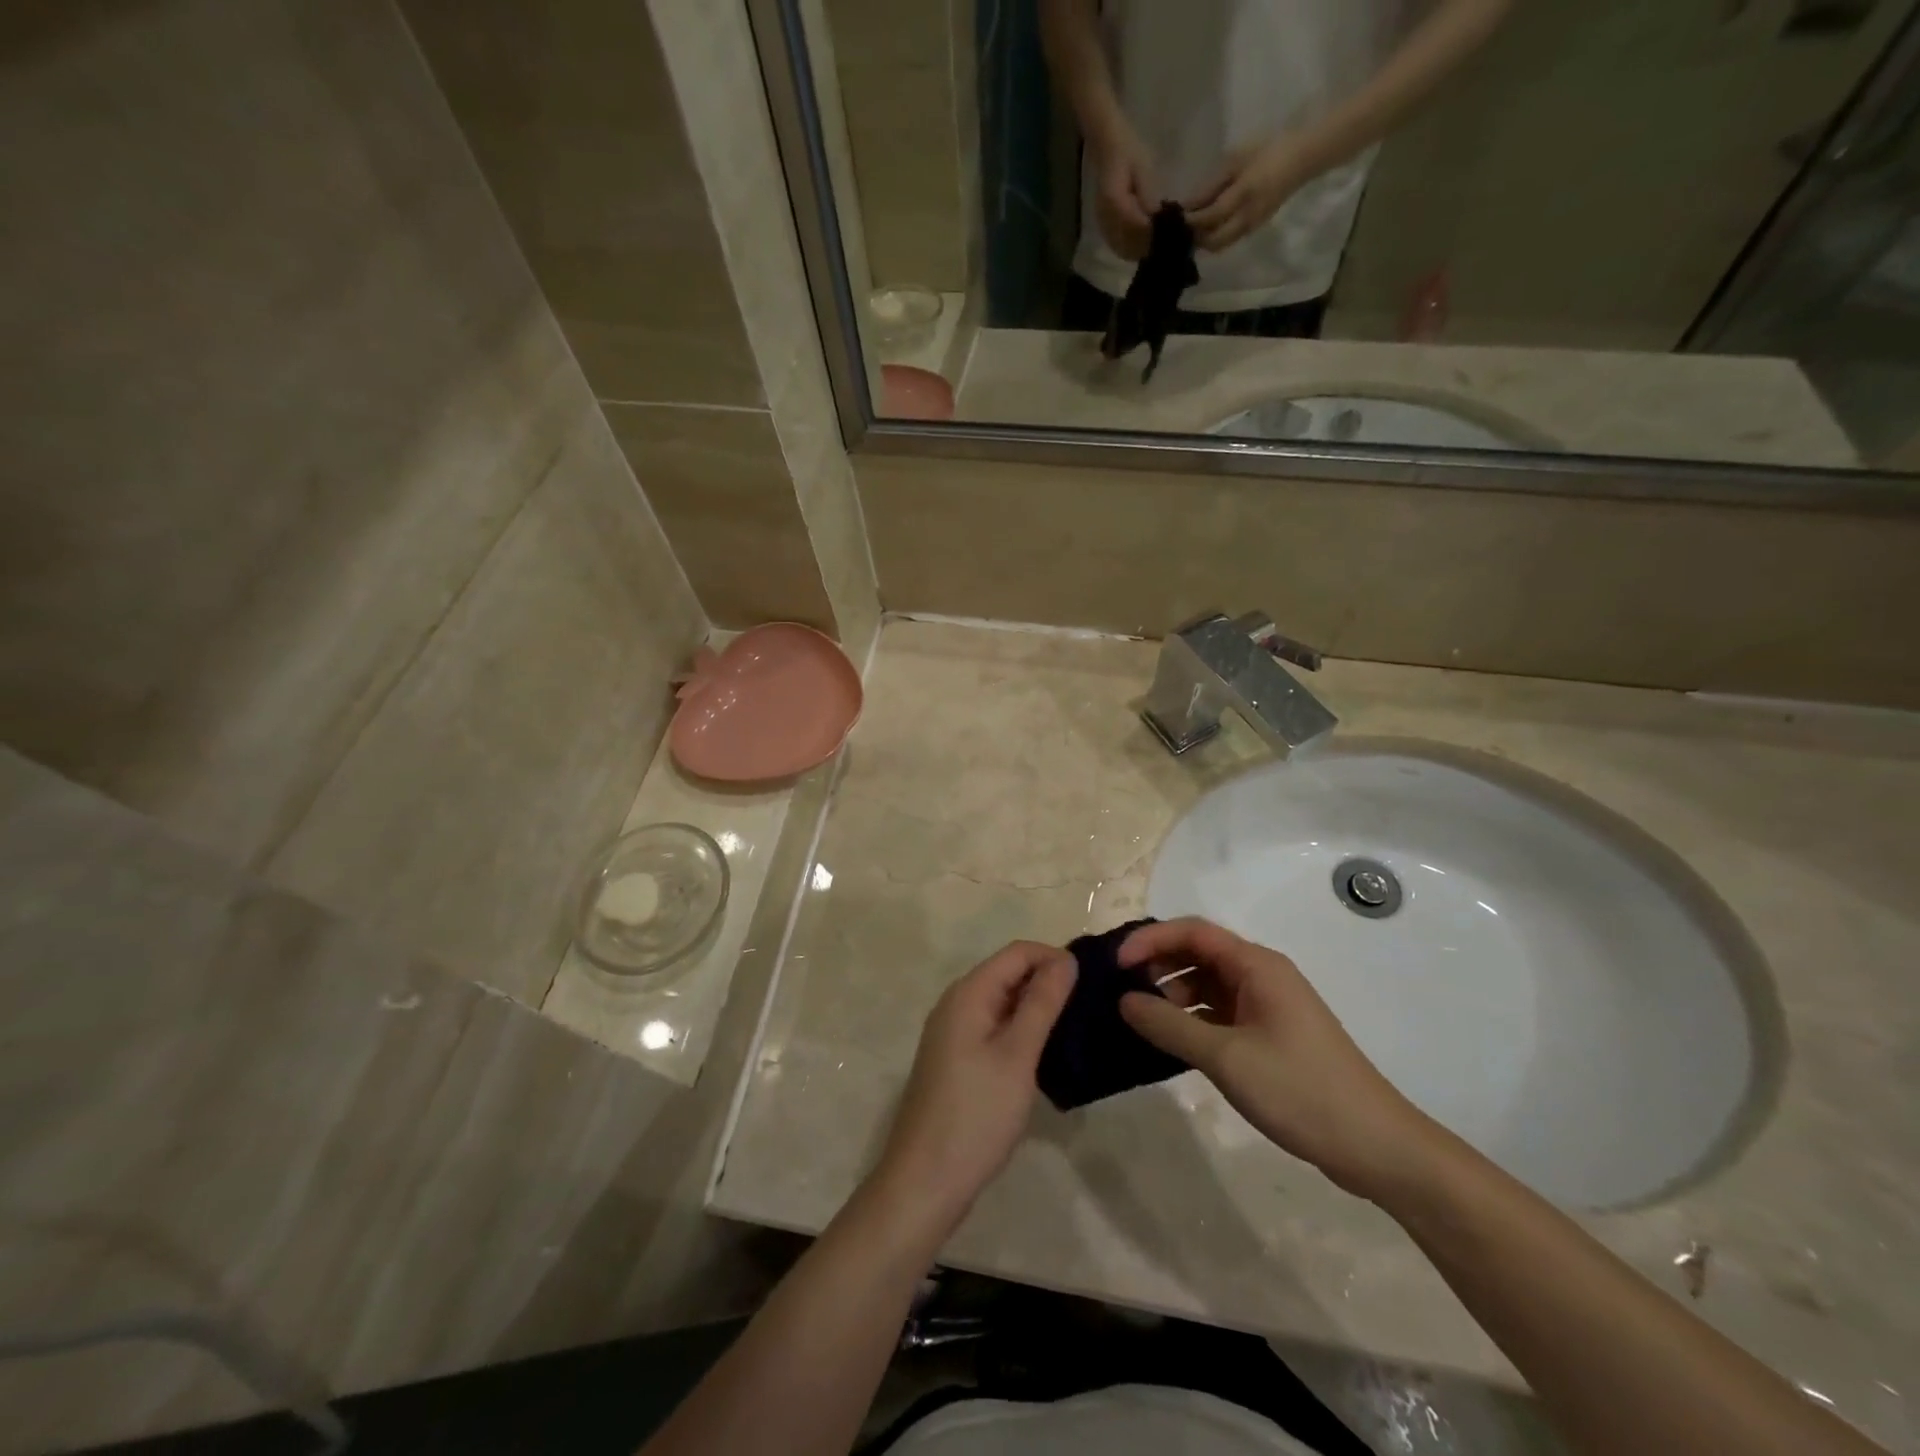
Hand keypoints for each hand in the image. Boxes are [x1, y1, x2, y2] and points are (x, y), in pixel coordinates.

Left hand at [872, 942, 1076, 1233]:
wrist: (925, 1181)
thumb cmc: (976, 1114)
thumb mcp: (1017, 1055)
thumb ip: (1042, 1003)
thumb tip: (1066, 959)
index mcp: (968, 993)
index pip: (1018, 952)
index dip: (1055, 958)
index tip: (1092, 983)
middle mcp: (957, 1003)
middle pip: (1009, 973)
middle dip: (1048, 981)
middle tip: (1091, 1006)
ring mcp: (954, 1032)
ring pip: (1003, 1002)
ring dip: (1037, 1008)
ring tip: (1077, 1028)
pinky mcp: (957, 1059)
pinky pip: (995, 1027)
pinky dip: (1021, 1030)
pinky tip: (1046, 1053)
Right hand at [1091, 129, 1159, 261]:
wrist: (1109, 150)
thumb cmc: (1128, 153)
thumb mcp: (1143, 168)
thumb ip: (1148, 194)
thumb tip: (1157, 216)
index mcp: (1113, 200)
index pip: (1134, 223)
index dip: (1150, 231)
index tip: (1167, 232)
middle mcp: (1105, 217)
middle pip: (1128, 240)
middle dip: (1147, 243)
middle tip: (1166, 241)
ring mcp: (1103, 225)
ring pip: (1123, 248)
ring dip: (1140, 250)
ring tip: (1157, 245)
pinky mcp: (1104, 230)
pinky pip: (1118, 247)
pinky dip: (1132, 250)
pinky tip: (1144, 246)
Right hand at [1118, 918, 1440, 1201]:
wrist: (1376, 1146)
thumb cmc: (1300, 1090)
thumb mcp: (1226, 1057)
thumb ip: (1169, 1026)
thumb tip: (1123, 1000)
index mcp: (1256, 965)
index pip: (1192, 931)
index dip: (1149, 939)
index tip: (1115, 965)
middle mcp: (1261, 975)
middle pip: (1198, 953)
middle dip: (1157, 965)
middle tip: (1121, 991)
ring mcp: (1267, 1006)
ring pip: (1207, 984)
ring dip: (1172, 994)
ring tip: (1141, 1020)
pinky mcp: (1270, 1035)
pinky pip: (1219, 1012)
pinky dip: (1191, 1019)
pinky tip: (1170, 1042)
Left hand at [1186, 136, 1314, 252]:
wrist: (1301, 158)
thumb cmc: (1267, 151)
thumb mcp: (1236, 160)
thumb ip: (1212, 185)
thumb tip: (1188, 205)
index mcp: (1244, 195)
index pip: (1211, 216)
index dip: (1192, 220)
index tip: (1175, 218)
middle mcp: (1247, 217)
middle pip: (1213, 241)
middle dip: (1196, 237)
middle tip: (1182, 228)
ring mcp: (1251, 226)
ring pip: (1220, 246)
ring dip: (1204, 242)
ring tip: (1192, 230)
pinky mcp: (1254, 229)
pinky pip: (1228, 241)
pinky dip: (1214, 239)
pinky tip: (1206, 229)